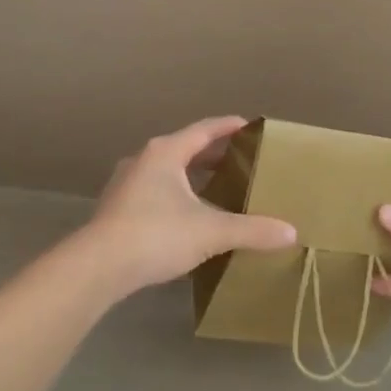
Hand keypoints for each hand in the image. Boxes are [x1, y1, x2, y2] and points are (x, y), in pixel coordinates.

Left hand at [75, 116, 296, 296]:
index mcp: (166, 152)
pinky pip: (154, 189)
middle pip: (184, 148)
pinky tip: (186, 214)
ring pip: (166, 170)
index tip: (249, 125)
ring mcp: (126, 182)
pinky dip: (175, 193)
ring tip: (216, 186)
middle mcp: (144, 159)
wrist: (98, 265)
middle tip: (240, 160)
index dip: (228, 127)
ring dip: (191, 174)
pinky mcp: (117, 206)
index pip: (204, 130)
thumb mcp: (210, 231)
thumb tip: (291, 233)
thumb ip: (251, 230)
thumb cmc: (156, 234)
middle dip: (212, 153)